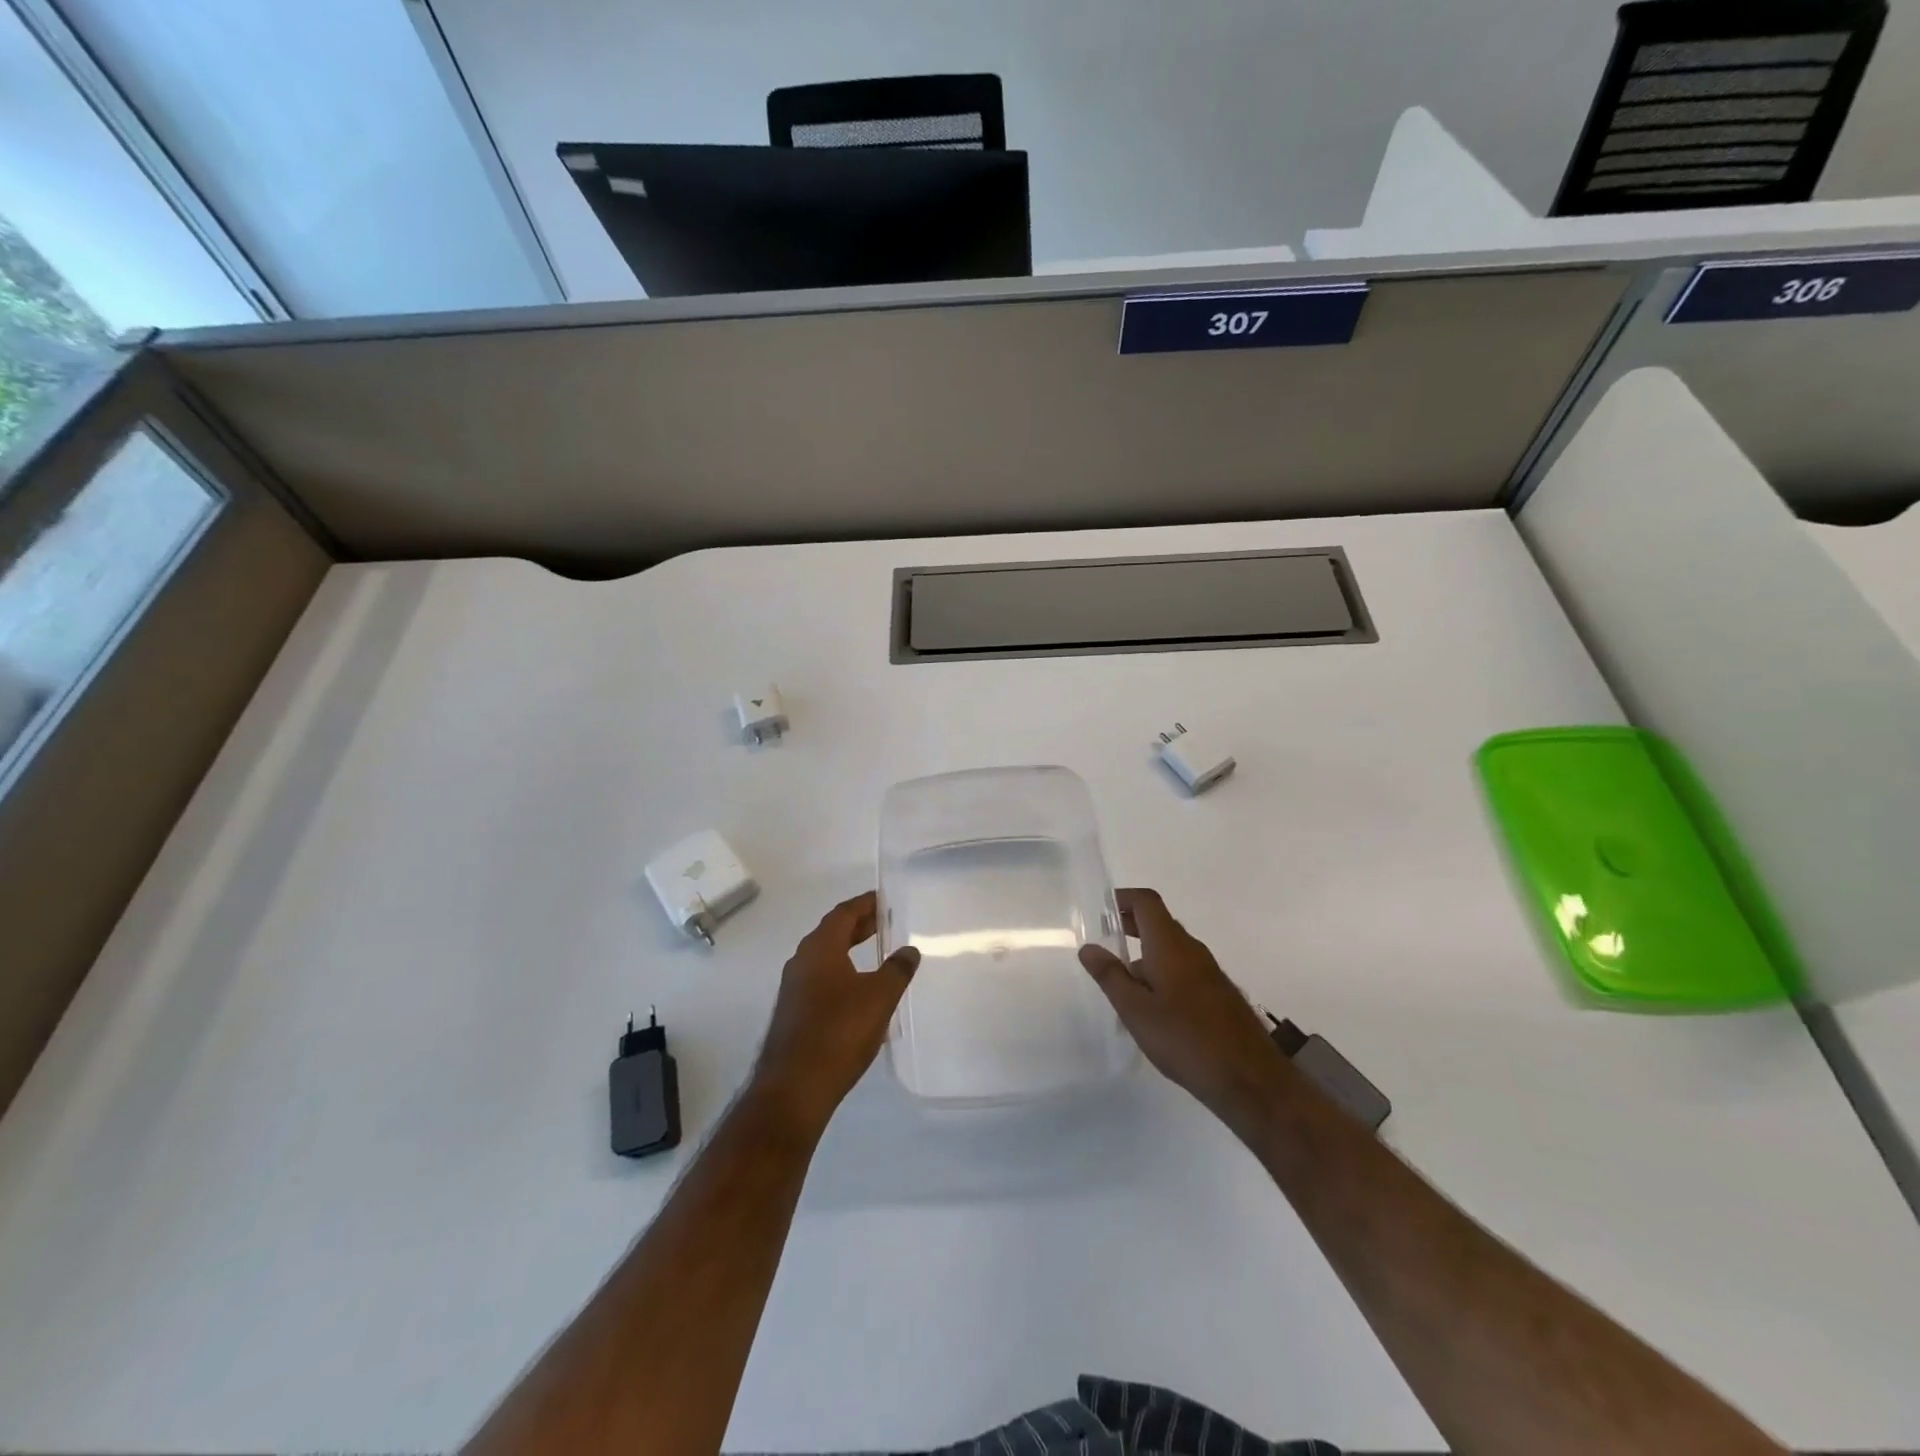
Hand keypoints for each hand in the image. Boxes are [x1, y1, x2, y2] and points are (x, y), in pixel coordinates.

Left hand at [750, 892, 918, 1134]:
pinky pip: (821, 979)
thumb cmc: (838, 1032)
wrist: (794, 1088)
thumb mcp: (879, 997)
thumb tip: (909, 950)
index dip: (865, 904)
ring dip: (849, 950)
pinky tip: (860, 991)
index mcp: (819, 948)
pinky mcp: (794, 1013)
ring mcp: (794, 989)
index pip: (843, 913)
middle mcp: (801, 961)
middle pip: (832, 933)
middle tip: (885, 922)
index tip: (884, 899)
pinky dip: (842, 973)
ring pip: (825, 957)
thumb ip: (897, 970)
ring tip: (877, 953)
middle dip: (858, 926)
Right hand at [1080, 888, 1283, 1121]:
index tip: (1101, 910)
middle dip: (1131, 925)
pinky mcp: (1219, 995)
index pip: (1147, 902)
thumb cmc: (1185, 1039)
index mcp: (1170, 945)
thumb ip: (1111, 976)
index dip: (1123, 899)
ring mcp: (1209, 972)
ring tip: (1122, 981)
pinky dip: (1163, 973)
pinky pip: (1184, 970)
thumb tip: (1089, 947)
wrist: (1250, 1079)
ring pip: (1172, 949)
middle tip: (1105, 940)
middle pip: (1160, 923)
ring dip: (1146, 953)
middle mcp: (1192, 950)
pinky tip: (1152, 1008)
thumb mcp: (1136, 1010)